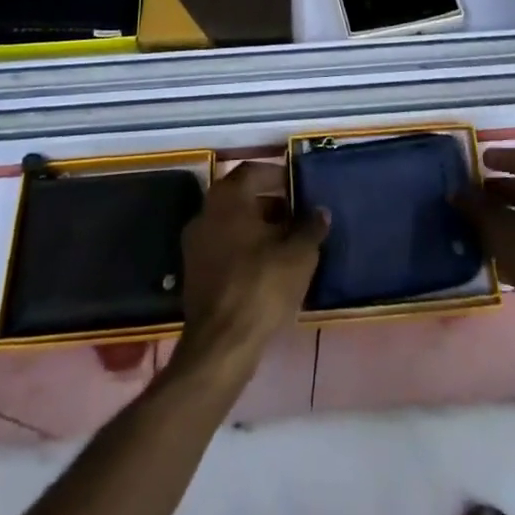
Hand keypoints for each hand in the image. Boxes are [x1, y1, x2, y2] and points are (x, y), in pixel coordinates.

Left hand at [174, 162, 327, 382]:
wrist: (221, 344)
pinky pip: (223, 247)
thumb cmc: (261, 285)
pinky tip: (267, 267)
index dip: (278, 176)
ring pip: (232, 224)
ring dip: (257, 228)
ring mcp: (195, 243)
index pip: (254, 171)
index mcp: (228, 197)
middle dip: (270, 203)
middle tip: (296, 216)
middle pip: (241, 197)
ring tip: (286, 244)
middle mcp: (206, 211)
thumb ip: (311, 227)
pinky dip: (244, 249)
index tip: (298, 187)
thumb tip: (320, 211)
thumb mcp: (299, 254)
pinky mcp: (194, 272)